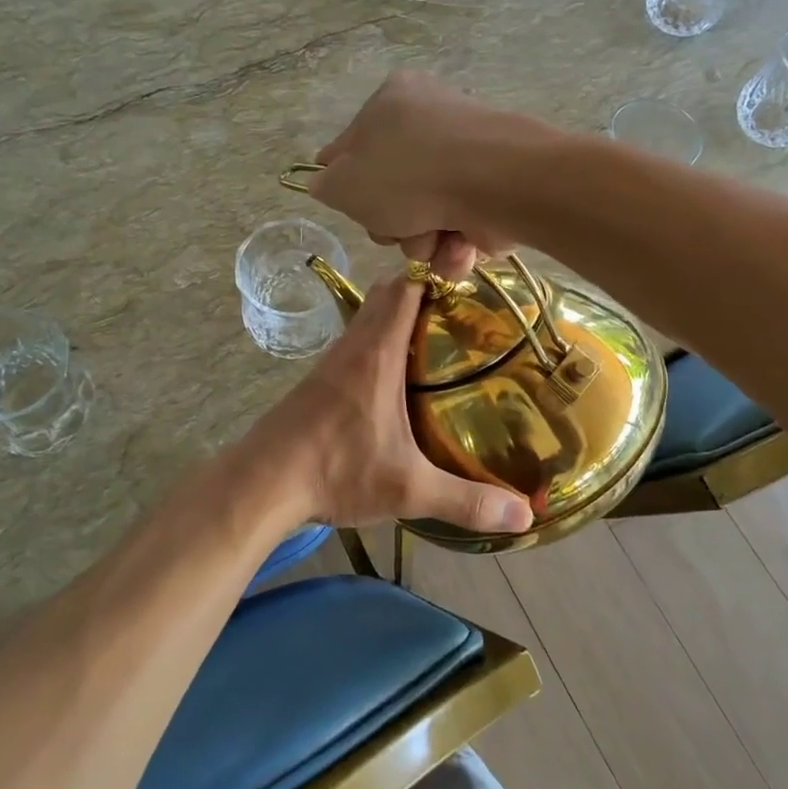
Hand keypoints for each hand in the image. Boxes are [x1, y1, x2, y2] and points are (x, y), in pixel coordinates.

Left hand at [250, 276, 532, 534]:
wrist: (263, 482)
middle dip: (424, 291)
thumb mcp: (408, 489)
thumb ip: (466, 500)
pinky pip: (355, 344)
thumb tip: (525, 517)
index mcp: (378, 353)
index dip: (437, 271)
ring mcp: (331, 362)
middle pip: (388, 295)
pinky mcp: (317, 382)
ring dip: (398, 317)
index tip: (471, 278)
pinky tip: (396, 379)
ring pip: (369, 319)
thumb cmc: (336, 470)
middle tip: (465, 312)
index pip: (407, 287)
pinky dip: (379, 343)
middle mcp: (354, 346)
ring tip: (439, 340)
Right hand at [309, 72, 543, 279]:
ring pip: (425, 217)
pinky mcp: (496, 189)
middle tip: (394, 228)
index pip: (352, 146)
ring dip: (422, 242)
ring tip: (432, 240)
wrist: (494, 183)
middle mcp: (431, 121)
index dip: (345, 183)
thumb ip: (326, 186)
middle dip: (391, 224)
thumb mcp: (344, 183)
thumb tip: (326, 184)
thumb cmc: (407, 175)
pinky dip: (455, 246)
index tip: (350, 206)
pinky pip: (460, 226)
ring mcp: (467, 157)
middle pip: (392, 190)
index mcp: (390, 102)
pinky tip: (458, 247)